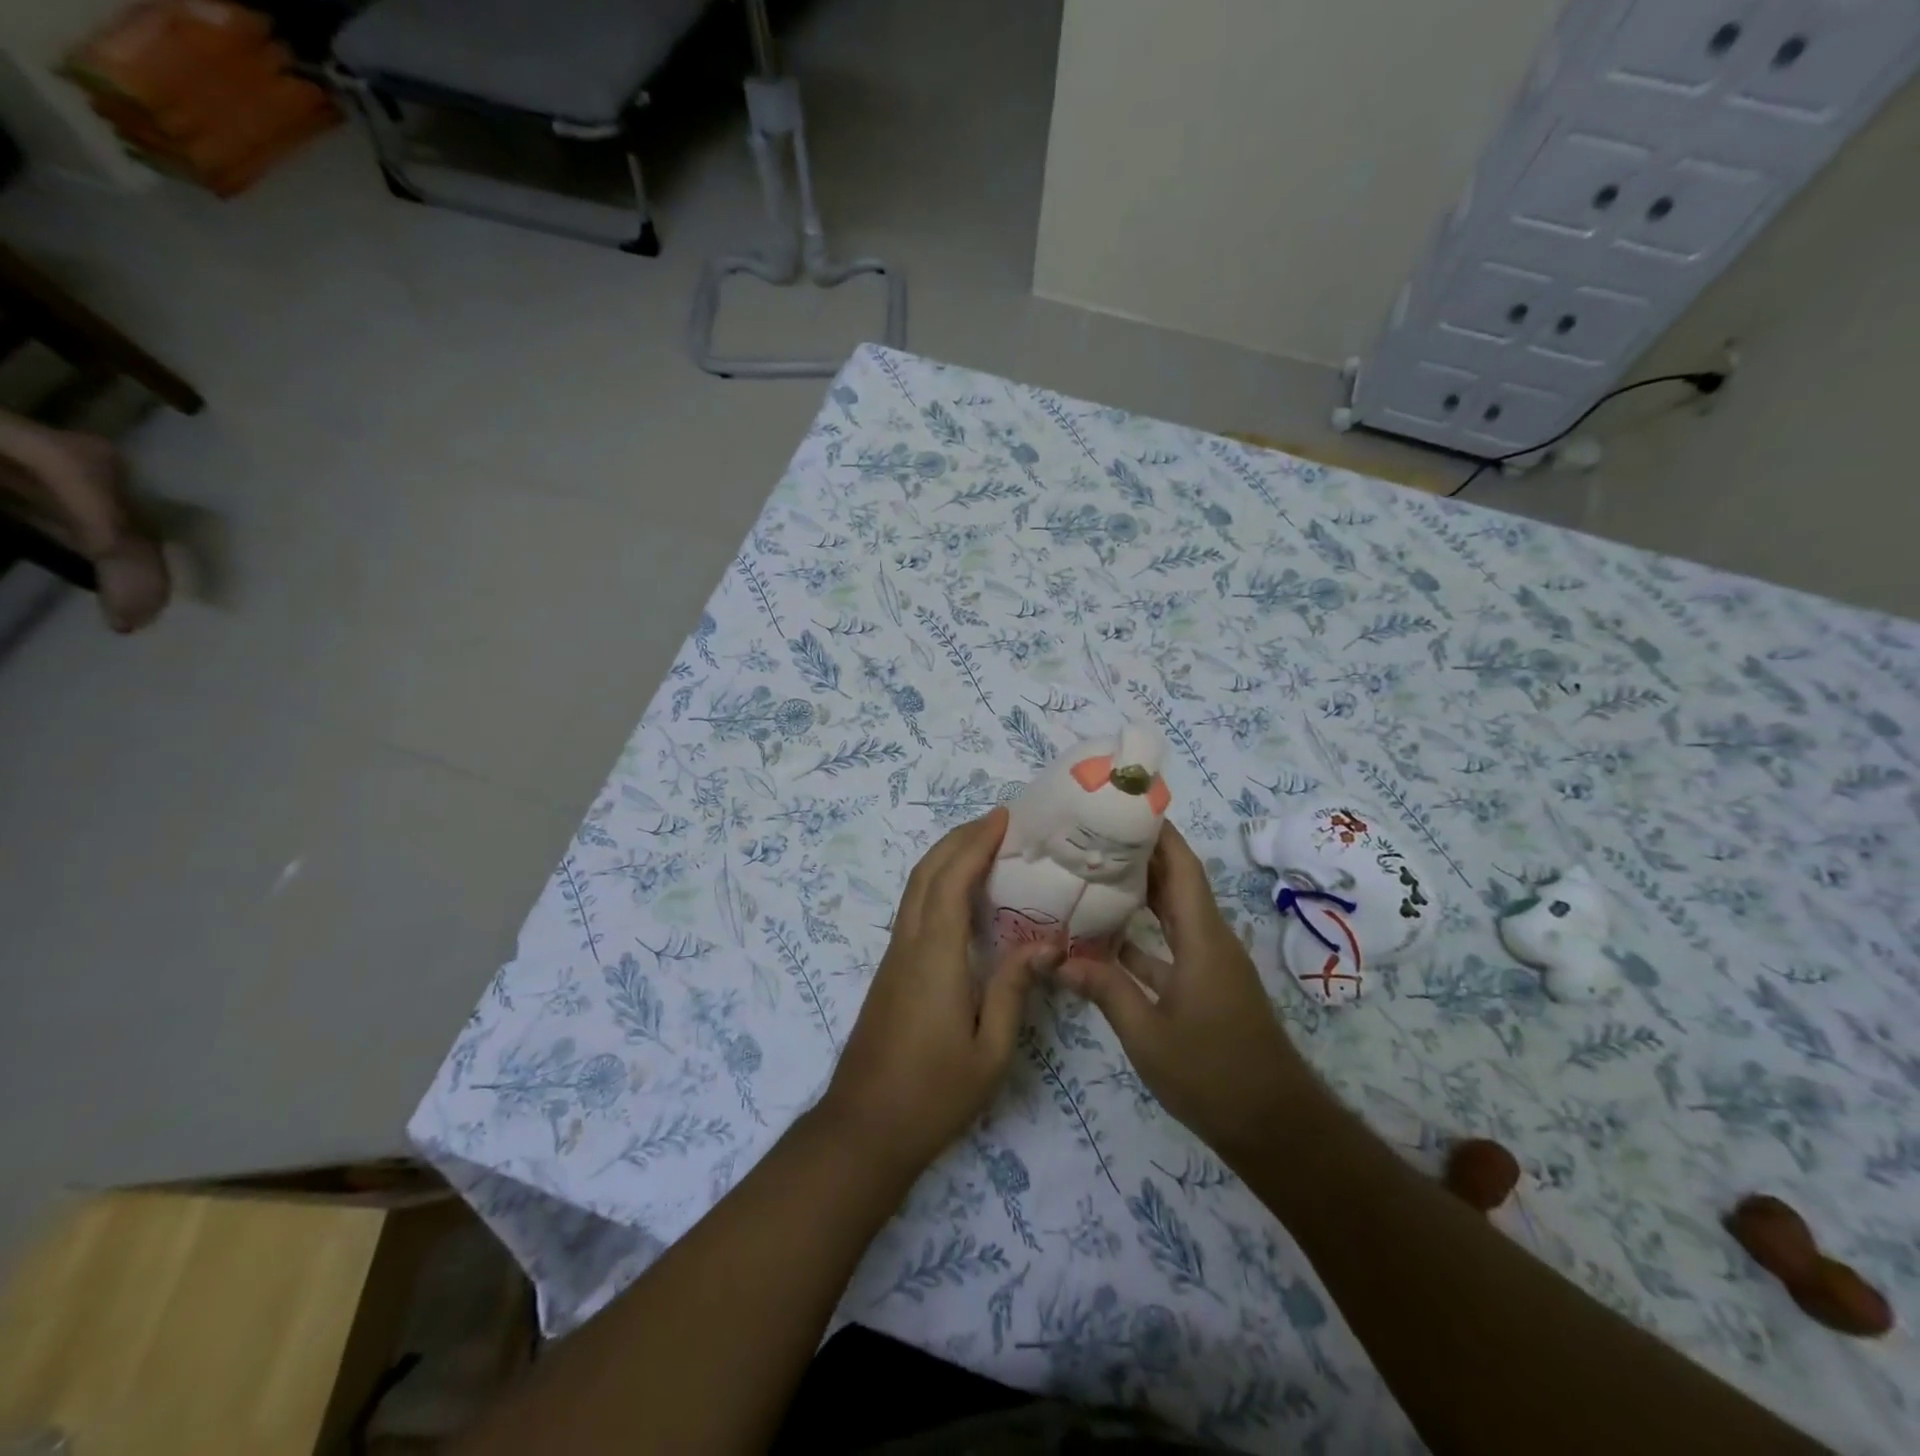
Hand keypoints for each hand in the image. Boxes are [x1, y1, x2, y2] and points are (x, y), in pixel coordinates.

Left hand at [820, 808, 1054, 1175]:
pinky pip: (914, 908)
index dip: (975, 843)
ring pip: (915, 887)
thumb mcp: (990, 1050)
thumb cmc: (934, 1094)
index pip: (951, 881)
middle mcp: (909, 944)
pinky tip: (962, 895)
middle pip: (927, 872)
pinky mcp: (891, 969)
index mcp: (935, 956)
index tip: (1003, 818)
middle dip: (959, 838)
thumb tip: (1048, 943)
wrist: (864, 1128)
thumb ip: (1015, 989)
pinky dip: (937, 882)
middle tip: (998, 822)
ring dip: (946, 857)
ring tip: (985, 846)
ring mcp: (894, 955)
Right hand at [1058, 822, 1311, 1161]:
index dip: (1156, 832)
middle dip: (1139, 854)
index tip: (1121, 806)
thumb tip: (1058, 959)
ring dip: (1139, 893)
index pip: (1182, 866)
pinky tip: (1104, 939)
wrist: (1274, 1127)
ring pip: (1172, 913)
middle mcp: (1210, 940)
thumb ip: (1104, 990)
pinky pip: (1170, 946)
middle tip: (1090, 835)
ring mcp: (1209, 964)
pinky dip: (1141, 936)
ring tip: (1090, 874)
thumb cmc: (1212, 1074)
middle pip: (1176, 881)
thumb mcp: (1147, 1034)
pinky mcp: (1205, 987)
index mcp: (1202, 938)